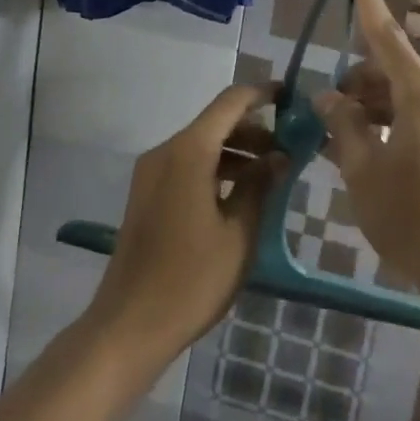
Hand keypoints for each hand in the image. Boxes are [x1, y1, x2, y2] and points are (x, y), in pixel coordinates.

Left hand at [87, 84, 284, 368]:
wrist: (128, 326)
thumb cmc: (191, 280)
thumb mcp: (239, 234)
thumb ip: (261, 186)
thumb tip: (280, 156)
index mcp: (189, 151)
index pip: (230, 102)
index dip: (262, 94)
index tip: (291, 97)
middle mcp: (166, 152)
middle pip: (215, 122)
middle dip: (253, 130)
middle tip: (288, 150)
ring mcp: (151, 173)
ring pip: (201, 145)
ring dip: (236, 152)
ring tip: (270, 176)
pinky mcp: (147, 195)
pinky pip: (187, 165)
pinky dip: (216, 169)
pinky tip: (239, 195)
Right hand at [315, 0, 419, 294]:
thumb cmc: (411, 216)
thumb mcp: (364, 169)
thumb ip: (345, 125)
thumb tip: (329, 96)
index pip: (387, 35)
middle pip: (391, 70)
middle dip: (356, 79)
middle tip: (326, 106)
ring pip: (401, 97)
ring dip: (369, 106)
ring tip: (337, 133)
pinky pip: (413, 120)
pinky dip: (386, 125)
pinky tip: (362, 150)